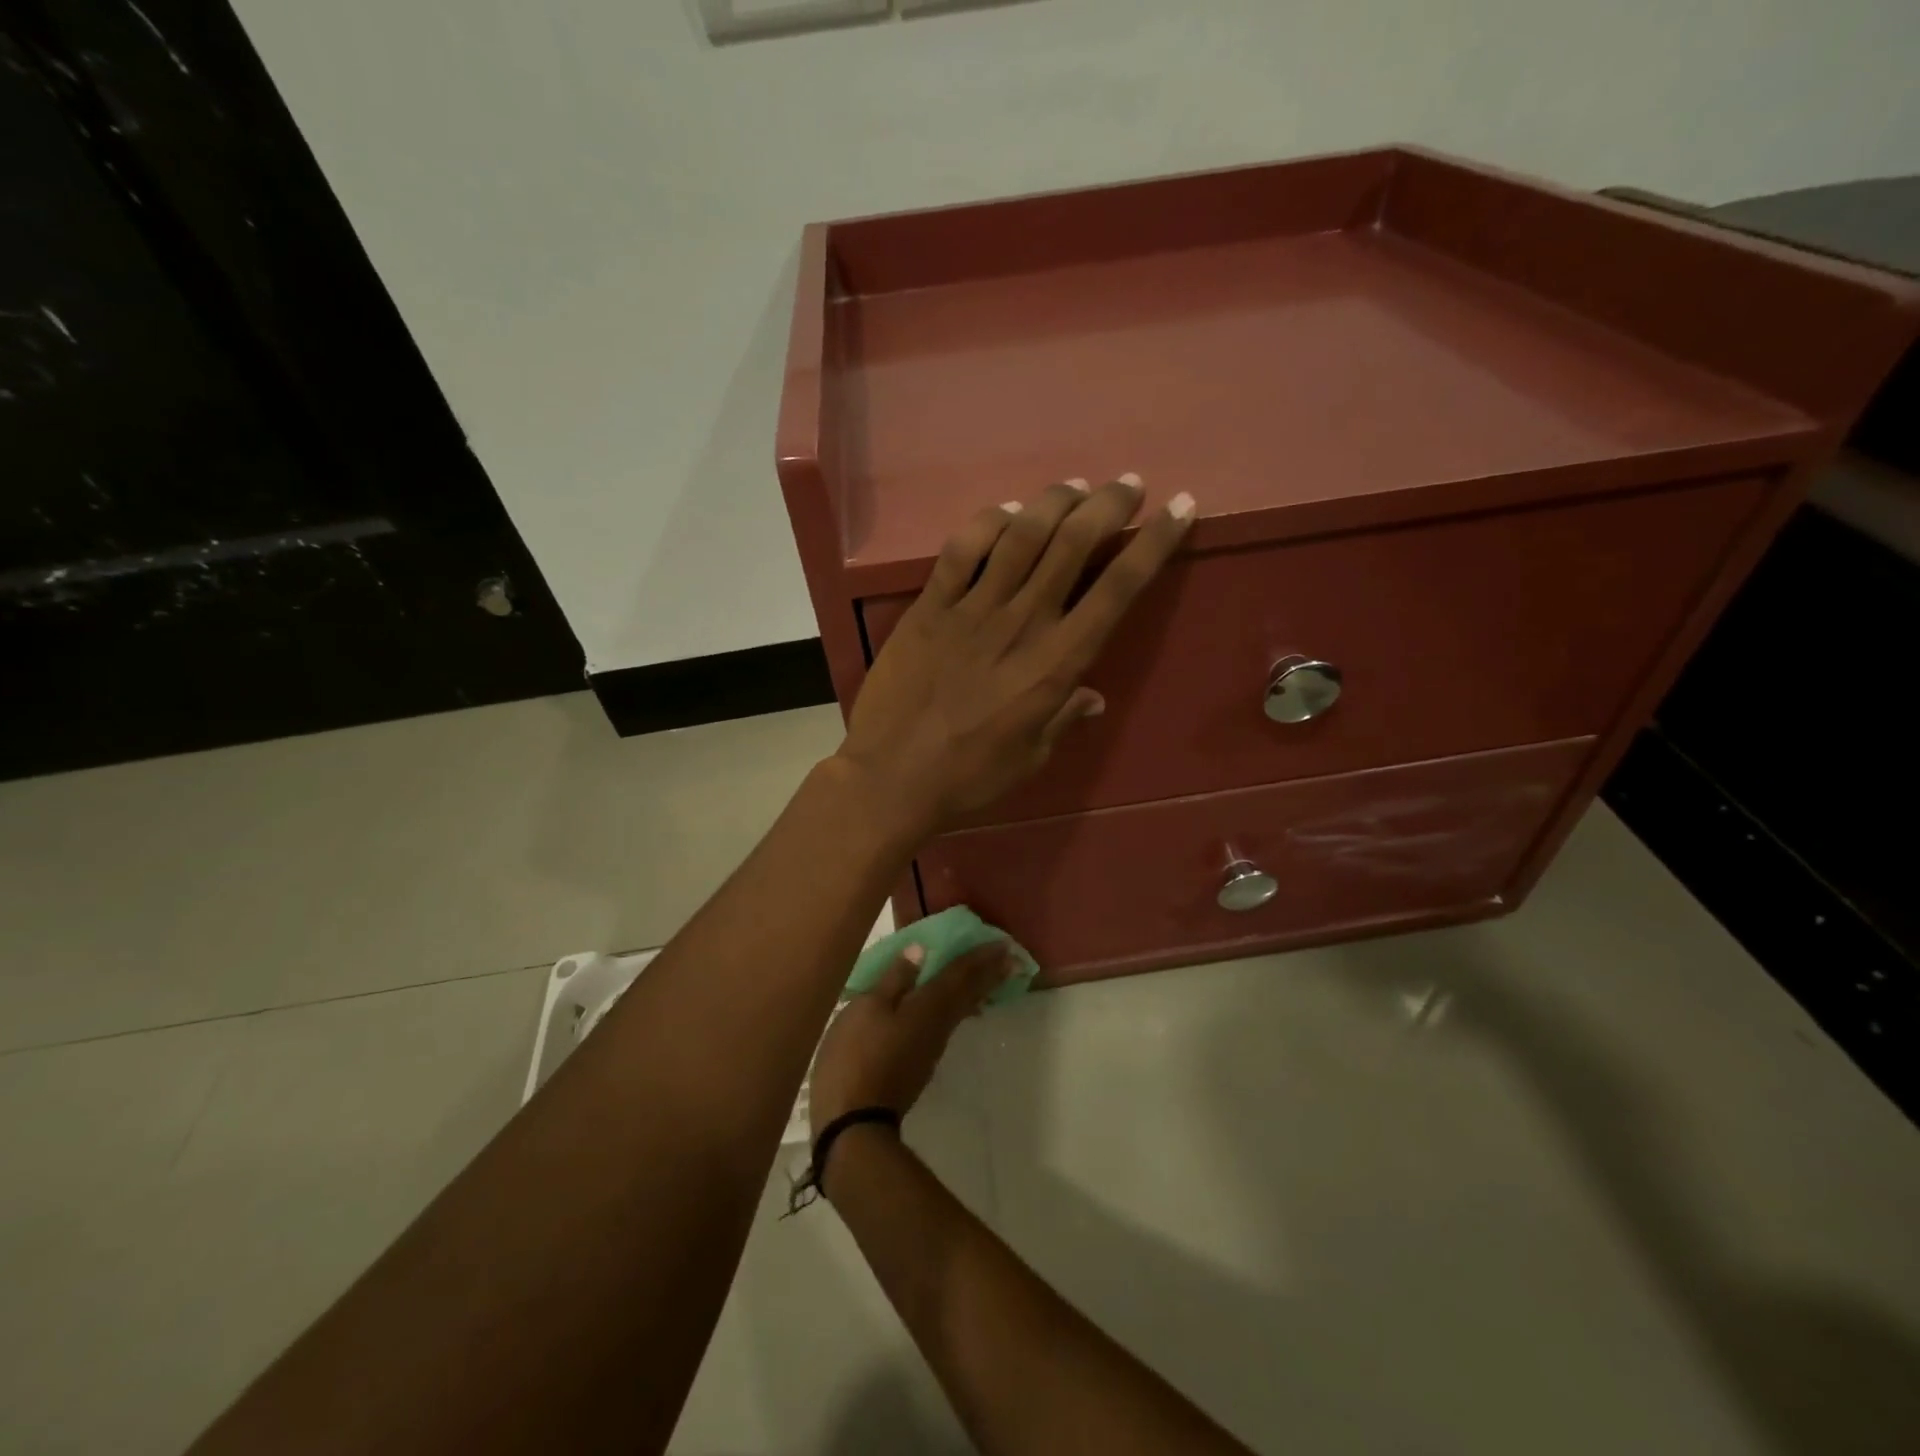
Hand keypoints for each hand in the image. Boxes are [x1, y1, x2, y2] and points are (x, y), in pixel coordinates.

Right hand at [810, 944, 1013, 1139]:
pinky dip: (961, 1008)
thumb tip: (922, 949)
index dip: (980, 957)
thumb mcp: (868, 1008)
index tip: (1005, 944)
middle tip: (1012, 957)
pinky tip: (958, 1009)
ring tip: (991, 977)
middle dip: (990, 973)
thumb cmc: (857, 1056)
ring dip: (979, 990)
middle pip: (969, 993)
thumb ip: (896, 978)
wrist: (856, 1123)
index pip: (960, 974)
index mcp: (928, 1005)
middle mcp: (939, 1024)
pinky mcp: (922, 1062)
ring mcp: (932, 1046)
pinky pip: (950, 1023)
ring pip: (962, 1009)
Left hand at [837, 476, 1194, 835]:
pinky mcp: (929, 607)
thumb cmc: (970, 777)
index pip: (1118, 590)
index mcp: (1057, 663)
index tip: (1180, 509)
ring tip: (1074, 486)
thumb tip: (1092, 697)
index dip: (1154, 544)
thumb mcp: (1031, 756)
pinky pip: (961, 551)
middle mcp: (1022, 622)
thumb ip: (1063, 719)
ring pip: (1021, 535)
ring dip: (1053, 502)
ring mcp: (972, 609)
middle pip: (1073, 544)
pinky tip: (1005, 513)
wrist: (892, 776)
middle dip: (1108, 504)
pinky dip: (986, 523)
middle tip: (1127, 484)